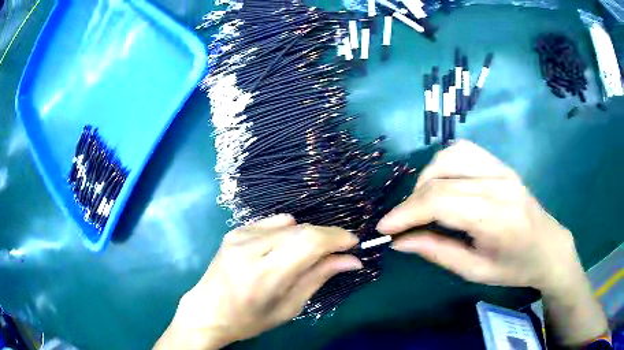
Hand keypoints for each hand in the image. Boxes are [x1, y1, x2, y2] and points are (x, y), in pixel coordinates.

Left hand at [154, 214, 360, 349]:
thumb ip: (320, 277)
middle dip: (327, 236)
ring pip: (290, 223)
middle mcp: (250, 247)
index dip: (336, 238)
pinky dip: (288, 232)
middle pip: (302, 229)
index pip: (309, 242)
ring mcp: (239, 235)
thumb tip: (352, 260)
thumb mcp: (289, 307)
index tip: (353, 243)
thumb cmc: (250, 319)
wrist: (208, 311)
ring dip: (307, 236)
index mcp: (263, 274)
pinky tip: (283, 250)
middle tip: (338, 251)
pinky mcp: (235, 230)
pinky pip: (273, 223)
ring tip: (307, 256)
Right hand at [376, 140, 582, 293]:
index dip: (405, 213)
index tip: (384, 228)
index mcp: (495, 217)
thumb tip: (400, 242)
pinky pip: (464, 151)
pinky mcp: (501, 164)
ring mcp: (501, 169)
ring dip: (427, 178)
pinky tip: (443, 184)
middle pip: (440, 178)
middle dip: (411, 200)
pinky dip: (444, 164)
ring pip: (450, 156)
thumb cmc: (514, 267)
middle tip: (402, 223)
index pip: (440, 201)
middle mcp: (497, 184)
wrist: (549, 247)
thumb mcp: (475, 271)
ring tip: (422, 203)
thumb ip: (437, 252)